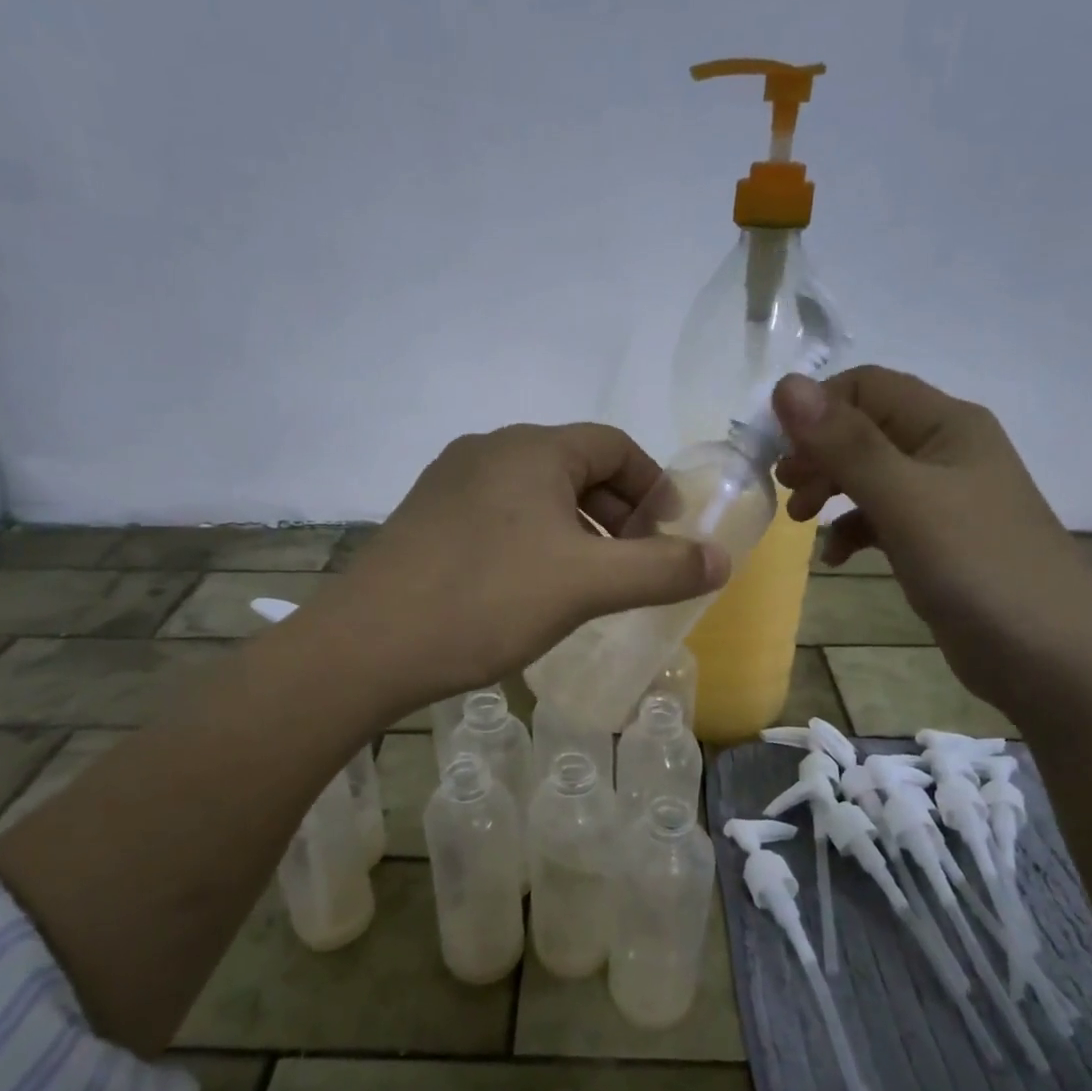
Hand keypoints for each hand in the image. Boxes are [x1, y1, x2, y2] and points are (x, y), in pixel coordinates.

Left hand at [318, 423, 727, 706]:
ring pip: (536, 493)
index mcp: (532, 448)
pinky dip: (534, 539)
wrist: (369, 645)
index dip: (654, 485)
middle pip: (576, 466)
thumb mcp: (588, 585)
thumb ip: (662, 569)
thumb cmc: (488, 600)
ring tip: (589, 581)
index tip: (668, 534)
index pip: (614, 445)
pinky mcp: (426, 517)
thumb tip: (722, 559)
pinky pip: (500, 514)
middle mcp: (489, 449)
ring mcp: (450, 482)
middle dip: (617, 511)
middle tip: (633, 563)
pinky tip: (532, 587)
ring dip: (576, 528)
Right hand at [772, 367, 1091, 718]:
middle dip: (817, 452)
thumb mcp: (904, 500)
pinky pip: (881, 517)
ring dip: (828, 488)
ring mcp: (943, 497)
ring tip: (800, 522)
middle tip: (786, 490)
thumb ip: (845, 444)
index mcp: (946, 423)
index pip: (865, 386)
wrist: (1054, 660)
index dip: (815, 409)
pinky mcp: (937, 540)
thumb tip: (784, 385)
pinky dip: (852, 529)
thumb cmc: (978, 567)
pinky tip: (836, 557)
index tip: (776, 452)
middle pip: (863, 428)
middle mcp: (945, 450)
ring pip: (868, 473)